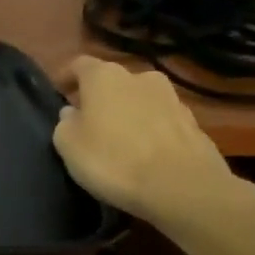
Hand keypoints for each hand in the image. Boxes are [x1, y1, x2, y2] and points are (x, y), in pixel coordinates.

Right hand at [53, 56, 239, 226]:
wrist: (185, 189)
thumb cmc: (114, 161)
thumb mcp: (68, 145)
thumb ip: (65, 123)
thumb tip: (73, 114)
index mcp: (104, 75)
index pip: (79, 64)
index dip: (67, 77)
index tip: (59, 93)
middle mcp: (140, 77)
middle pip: (114, 81)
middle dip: (102, 97)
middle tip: (91, 121)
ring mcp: (173, 99)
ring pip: (142, 100)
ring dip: (130, 113)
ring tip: (122, 140)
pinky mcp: (196, 125)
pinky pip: (164, 122)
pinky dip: (153, 131)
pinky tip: (148, 155)